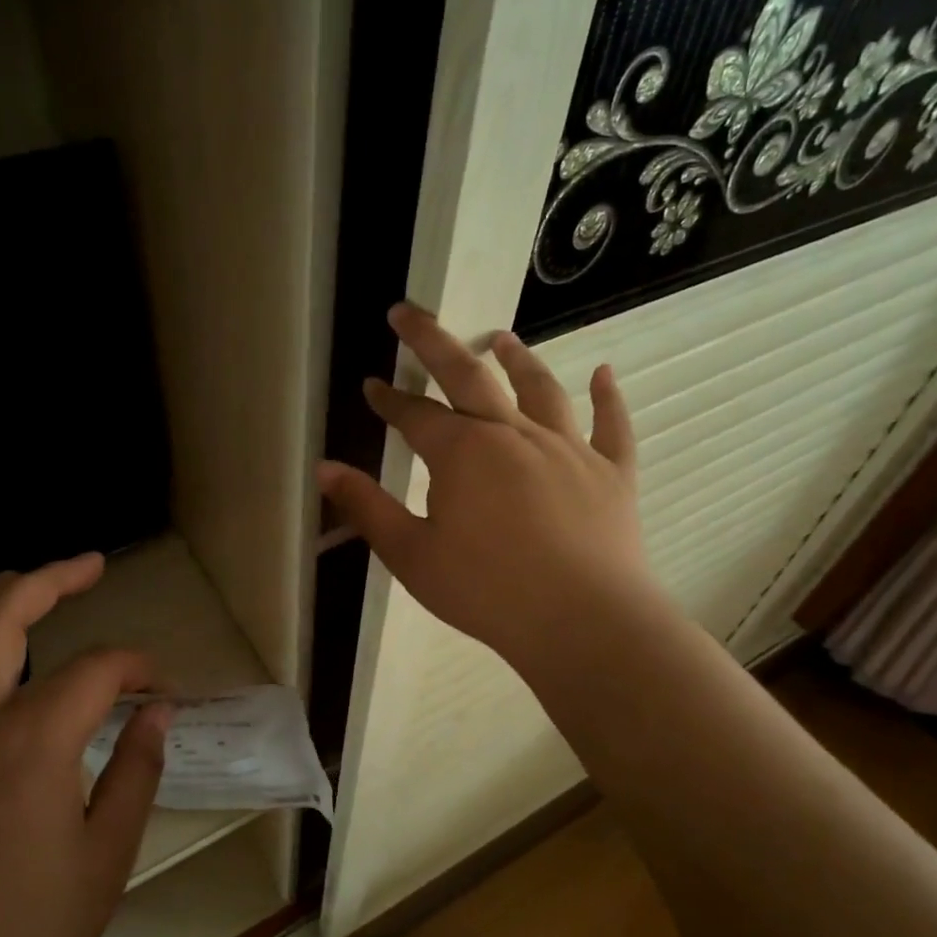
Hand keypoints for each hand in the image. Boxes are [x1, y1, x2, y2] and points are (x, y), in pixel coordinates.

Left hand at [0, 554, 169, 936]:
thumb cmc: (31, 936)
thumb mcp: (109, 853)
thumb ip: (137, 770)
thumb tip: (157, 712)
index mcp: (30, 742)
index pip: (95, 671)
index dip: (136, 667)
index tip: (160, 686)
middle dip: (47, 580)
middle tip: (86, 565)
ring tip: (2, 586)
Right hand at [317, 303, 657, 675]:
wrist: (582, 622)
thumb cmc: (487, 591)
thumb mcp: (412, 556)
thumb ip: (368, 508)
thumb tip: (325, 469)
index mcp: (462, 453)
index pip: (415, 415)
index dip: (390, 399)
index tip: (372, 384)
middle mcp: (513, 434)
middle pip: (469, 375)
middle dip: (433, 342)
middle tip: (409, 314)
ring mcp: (568, 449)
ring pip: (540, 389)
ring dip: (517, 359)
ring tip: (501, 337)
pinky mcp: (611, 472)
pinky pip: (611, 425)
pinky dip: (607, 397)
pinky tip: (604, 374)